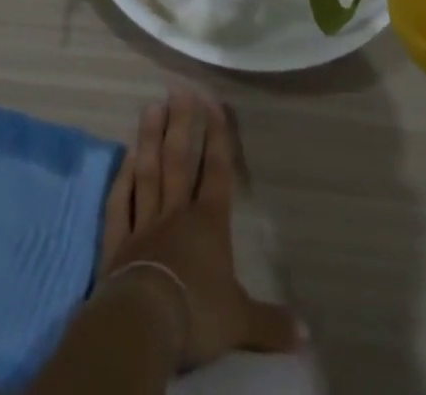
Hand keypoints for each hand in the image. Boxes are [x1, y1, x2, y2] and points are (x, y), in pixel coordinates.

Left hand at [97, 90, 302, 368]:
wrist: (145, 322)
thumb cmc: (198, 314)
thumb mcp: (241, 322)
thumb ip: (270, 322)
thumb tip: (307, 334)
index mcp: (208, 223)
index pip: (216, 172)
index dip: (217, 138)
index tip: (213, 103)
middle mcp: (176, 212)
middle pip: (178, 160)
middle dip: (181, 124)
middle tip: (178, 89)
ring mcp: (144, 222)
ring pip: (148, 171)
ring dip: (149, 138)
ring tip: (151, 105)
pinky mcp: (118, 240)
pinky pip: (120, 202)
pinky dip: (122, 178)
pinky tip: (124, 156)